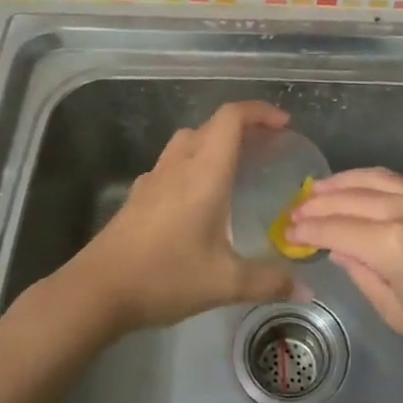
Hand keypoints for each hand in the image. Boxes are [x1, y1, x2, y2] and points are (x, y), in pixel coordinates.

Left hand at [59, 101, 296, 334]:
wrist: (97, 290)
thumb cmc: (164, 277)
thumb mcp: (224, 282)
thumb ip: (268, 282)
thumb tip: (305, 290)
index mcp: (203, 173)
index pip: (231, 118)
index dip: (259, 112)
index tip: (283, 124)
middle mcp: (178, 166)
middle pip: (211, 126)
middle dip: (242, 128)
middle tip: (268, 149)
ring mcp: (153, 179)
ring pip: (187, 141)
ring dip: (214, 142)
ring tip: (236, 169)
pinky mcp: (138, 196)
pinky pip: (171, 163)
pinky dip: (192, 164)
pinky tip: (199, 198)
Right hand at [288, 168, 402, 386]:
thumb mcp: (402, 315)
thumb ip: (365, 276)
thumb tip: (340, 251)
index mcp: (392, 244)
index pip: (335, 229)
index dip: (307, 230)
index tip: (286, 231)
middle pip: (351, 197)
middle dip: (319, 202)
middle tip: (296, 209)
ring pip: (377, 178)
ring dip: (344, 182)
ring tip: (320, 189)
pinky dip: (378, 181)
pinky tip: (368, 190)